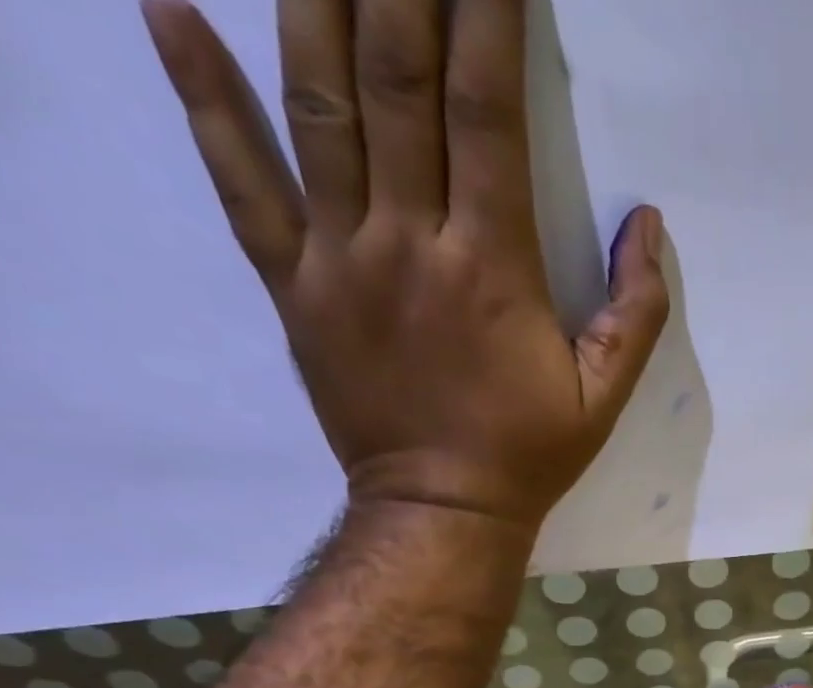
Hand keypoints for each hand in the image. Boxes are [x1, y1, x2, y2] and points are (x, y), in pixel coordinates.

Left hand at [142, 0, 668, 529]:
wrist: (442, 512)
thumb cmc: (529, 455)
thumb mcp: (604, 399)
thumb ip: (635, 314)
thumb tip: (648, 225)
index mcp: (492, 267)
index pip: (486, 108)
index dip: (488, 12)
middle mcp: (409, 240)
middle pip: (397, 76)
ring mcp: (339, 257)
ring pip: (317, 102)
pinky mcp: (294, 284)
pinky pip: (238, 180)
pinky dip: (200, 93)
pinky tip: (164, 4)